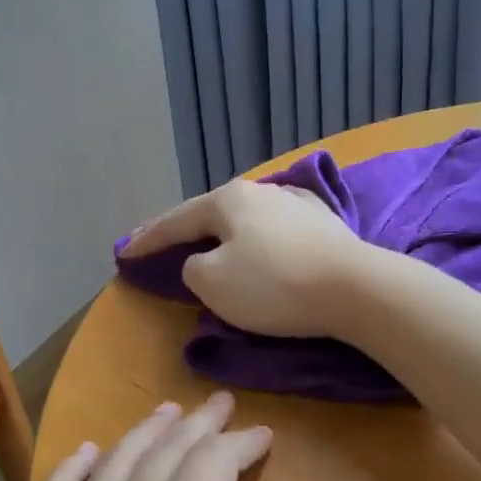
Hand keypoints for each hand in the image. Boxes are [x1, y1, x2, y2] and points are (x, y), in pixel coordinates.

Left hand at [0, 392, 300, 480]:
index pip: (211, 468)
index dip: (239, 445)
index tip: (262, 435)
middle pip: (162, 456)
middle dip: (196, 425)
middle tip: (220, 404)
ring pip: (110, 468)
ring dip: (142, 435)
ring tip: (164, 412)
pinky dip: (71, 470)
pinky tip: (81, 455)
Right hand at [125, 180, 365, 337]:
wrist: (356, 289)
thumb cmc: (274, 285)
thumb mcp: (212, 282)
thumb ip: (193, 268)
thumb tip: (204, 261)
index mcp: (228, 199)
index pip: (176, 220)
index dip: (147, 240)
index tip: (124, 254)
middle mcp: (262, 191)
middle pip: (212, 213)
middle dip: (185, 230)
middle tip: (161, 244)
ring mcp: (297, 204)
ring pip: (246, 219)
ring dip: (223, 233)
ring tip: (208, 243)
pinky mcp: (325, 225)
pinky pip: (275, 231)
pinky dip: (257, 240)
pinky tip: (260, 242)